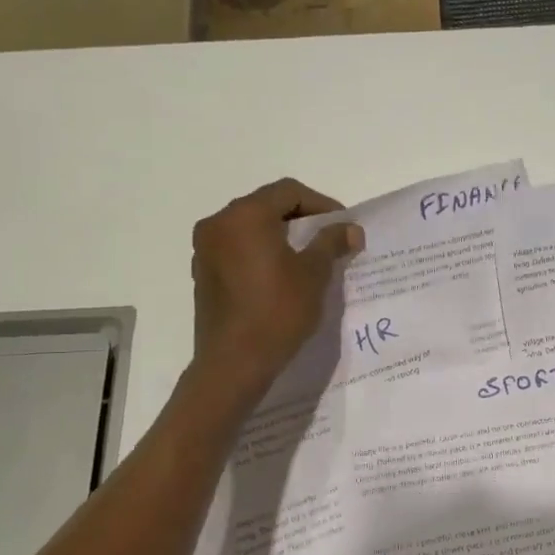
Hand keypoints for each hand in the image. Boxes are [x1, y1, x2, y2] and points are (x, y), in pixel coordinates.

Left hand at [191, 178, 361, 391]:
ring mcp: (205, 249)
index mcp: (245, 216)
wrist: (234, 363)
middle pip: (266, 206)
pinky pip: (237, 249)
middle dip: (300, 219)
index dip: (321, 204)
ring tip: (307, 258)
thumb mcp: (313, 274)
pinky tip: (280, 276)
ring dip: (280, 235)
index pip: (288, 192)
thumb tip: (352, 229)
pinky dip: (260, 252)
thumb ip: (331, 243)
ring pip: (250, 228)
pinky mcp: (203, 273)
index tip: (342, 226)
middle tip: (328, 239)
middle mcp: (218, 223)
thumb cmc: (277, 312)